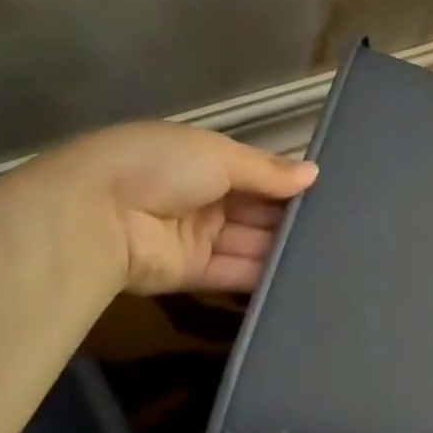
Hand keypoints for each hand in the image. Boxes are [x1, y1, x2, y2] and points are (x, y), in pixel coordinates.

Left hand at [27, 122, 317, 294]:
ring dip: (280, 248)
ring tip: (328, 255)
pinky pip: (232, 273)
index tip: (326, 194)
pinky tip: (299, 277)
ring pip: (247, 243)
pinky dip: (261, 275)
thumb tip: (313, 173)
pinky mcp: (190, 273)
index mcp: (201, 159)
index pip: (254, 174)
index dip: (286, 184)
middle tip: (337, 230)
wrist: (95, 215)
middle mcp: (200, 197)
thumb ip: (267, 170)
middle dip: (288, 218)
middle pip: (254, 211)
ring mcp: (195, 237)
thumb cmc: (159, 167)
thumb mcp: (218, 155)